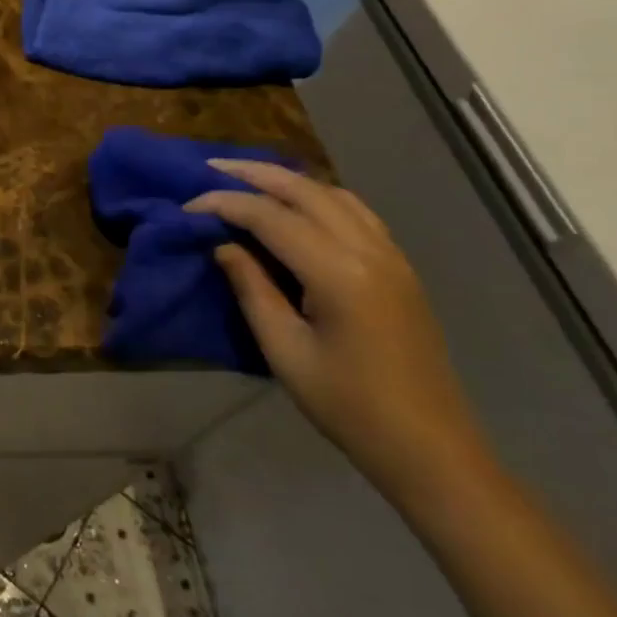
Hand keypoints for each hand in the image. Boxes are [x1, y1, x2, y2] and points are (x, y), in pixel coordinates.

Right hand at [188, 159, 490, 503]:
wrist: (430, 448)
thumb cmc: (349, 405)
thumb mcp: (284, 350)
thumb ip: (252, 289)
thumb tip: (225, 246)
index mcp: (338, 273)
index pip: (269, 216)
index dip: (224, 204)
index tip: (187, 207)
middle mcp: (369, 250)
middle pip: (304, 190)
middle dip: (253, 174)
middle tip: (209, 168)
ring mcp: (391, 256)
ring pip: (334, 194)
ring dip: (288, 181)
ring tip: (247, 180)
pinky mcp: (400, 268)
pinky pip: (356, 212)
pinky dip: (319, 197)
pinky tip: (297, 207)